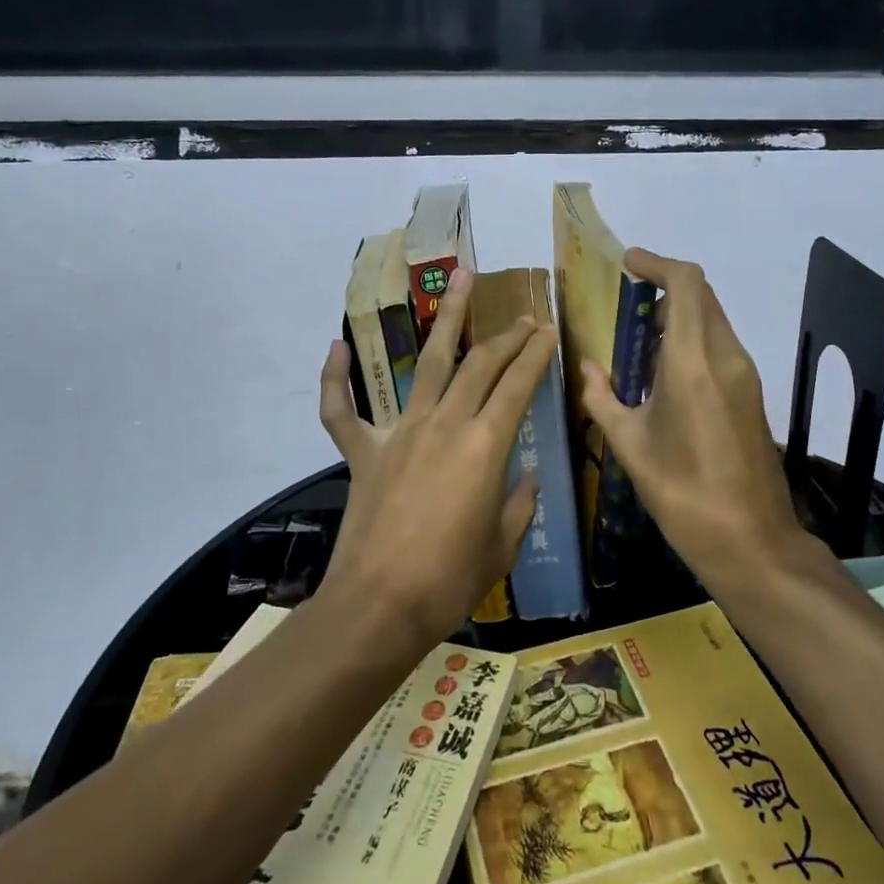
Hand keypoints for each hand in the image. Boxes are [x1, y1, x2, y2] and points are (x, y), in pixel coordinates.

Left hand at [317, 268, 558, 648]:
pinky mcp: (363, 451)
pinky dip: (335, 379)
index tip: (549, 331)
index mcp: (486, 446)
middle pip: (480, 364)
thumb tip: (528, 478)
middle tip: (524, 317)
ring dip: (446, 318)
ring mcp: (400, 432)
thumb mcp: (502, 545)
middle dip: (507, 336)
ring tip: (461, 279)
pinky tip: (336, 348)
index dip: (537, 354)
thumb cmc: (450, 580)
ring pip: (426, 362)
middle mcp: (445, 424)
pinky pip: (340, 409)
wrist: (379, 605)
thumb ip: (519, 504)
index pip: (519, 384)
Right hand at [578, 249, 807, 587]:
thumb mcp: (630, 446)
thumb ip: (602, 398)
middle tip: (627, 303)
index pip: (687, 284)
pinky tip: (664, 372)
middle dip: (666, 287)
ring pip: (713, 319)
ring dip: (679, 314)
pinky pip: (720, 345)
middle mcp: (726, 357)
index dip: (658, 263)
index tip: (628, 264)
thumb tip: (587, 367)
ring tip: (639, 339)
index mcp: (693, 363)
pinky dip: (691, 339)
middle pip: (702, 296)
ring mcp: (746, 375)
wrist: (752, 541)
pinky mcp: (752, 394)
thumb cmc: (683, 495)